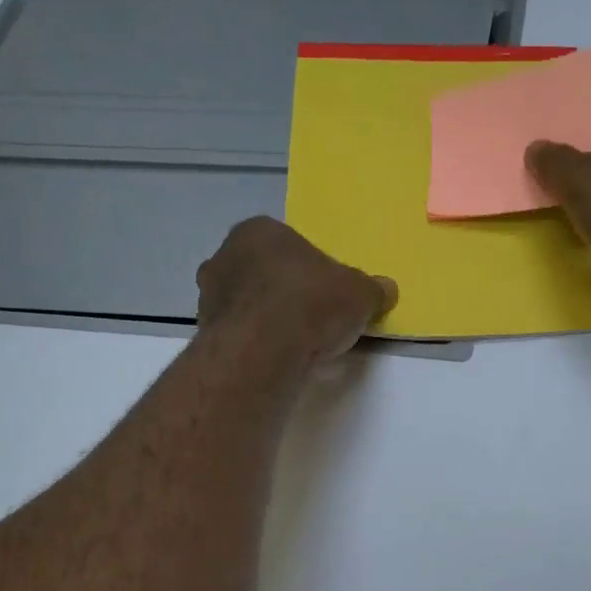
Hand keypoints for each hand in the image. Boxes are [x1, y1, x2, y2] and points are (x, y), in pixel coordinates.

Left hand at [197, 218, 397, 365]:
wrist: (263, 351)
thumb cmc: (311, 303)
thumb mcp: (359, 293)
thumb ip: (371, 289)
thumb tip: (386, 289)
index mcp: (258, 231)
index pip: (286, 244)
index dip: (310, 269)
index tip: (327, 293)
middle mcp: (224, 256)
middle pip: (262, 273)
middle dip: (283, 293)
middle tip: (312, 318)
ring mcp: (207, 296)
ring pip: (245, 305)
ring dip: (266, 320)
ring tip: (296, 345)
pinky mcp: (204, 334)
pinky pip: (238, 335)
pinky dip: (254, 345)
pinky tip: (276, 360)